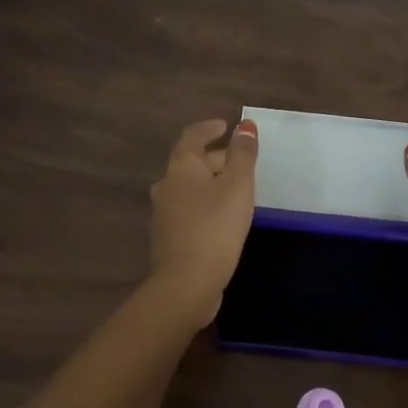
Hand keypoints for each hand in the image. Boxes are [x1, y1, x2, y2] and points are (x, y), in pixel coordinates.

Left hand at [148, 118, 258, 321]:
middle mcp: (166, 185)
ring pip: (190, 188)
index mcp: (181, 167)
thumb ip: (242, 154)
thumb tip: (244, 126)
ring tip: (235, 189)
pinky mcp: (168, 237)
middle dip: (216, 158)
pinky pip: (188, 210)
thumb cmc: (215, 226)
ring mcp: (163, 213)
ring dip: (210, 183)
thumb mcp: (238, 185)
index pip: (192, 136)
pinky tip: (221, 218)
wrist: (186, 283)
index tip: (225, 125)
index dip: (209, 128)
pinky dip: (205, 205)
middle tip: (242, 161)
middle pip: (191, 163)